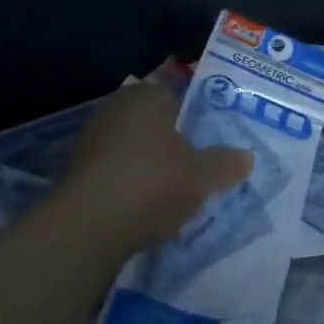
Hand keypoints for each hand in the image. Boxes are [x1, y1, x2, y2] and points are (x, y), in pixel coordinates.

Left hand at [58, 81, 252, 254]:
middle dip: (173, 143)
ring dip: (151, 167)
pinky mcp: (78, 172)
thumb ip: (226, 164)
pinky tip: (145, 208)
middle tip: (198, 167)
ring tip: (175, 193)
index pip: (177, 96)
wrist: (88, 227)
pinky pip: (116, 172)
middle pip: (155, 124)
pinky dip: (130, 185)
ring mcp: (92, 140)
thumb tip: (246, 157)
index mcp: (146, 96)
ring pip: (134, 149)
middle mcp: (115, 108)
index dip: (196, 118)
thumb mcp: (202, 175)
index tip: (211, 142)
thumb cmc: (152, 183)